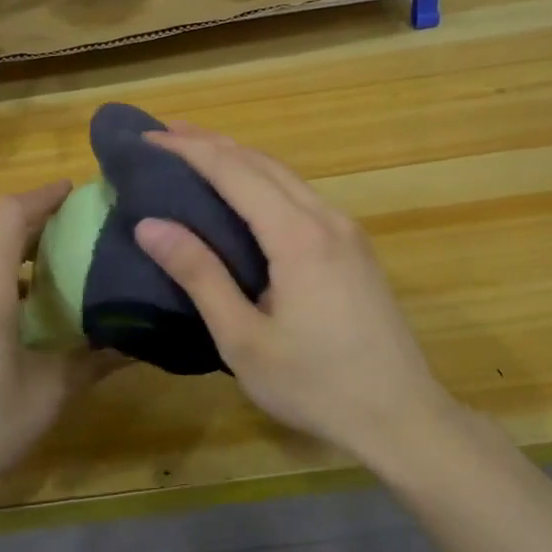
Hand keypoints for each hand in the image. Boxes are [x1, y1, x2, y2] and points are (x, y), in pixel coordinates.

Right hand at [134, 127, 446, 463]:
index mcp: (298, 236)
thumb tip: (150, 225)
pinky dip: (262, 180)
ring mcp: (346, 230)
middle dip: (211, 143)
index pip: (234, 171)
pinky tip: (244, 193)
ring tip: (196, 152)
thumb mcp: (244, 339)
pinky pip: (300, 195)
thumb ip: (199, 276)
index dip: (189, 150)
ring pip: (285, 175)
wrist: (403, 417)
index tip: (149, 138)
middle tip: (164, 134)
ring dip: (239, 158)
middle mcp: (326, 218)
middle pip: (261, 162)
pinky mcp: (354, 246)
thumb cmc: (315, 385)